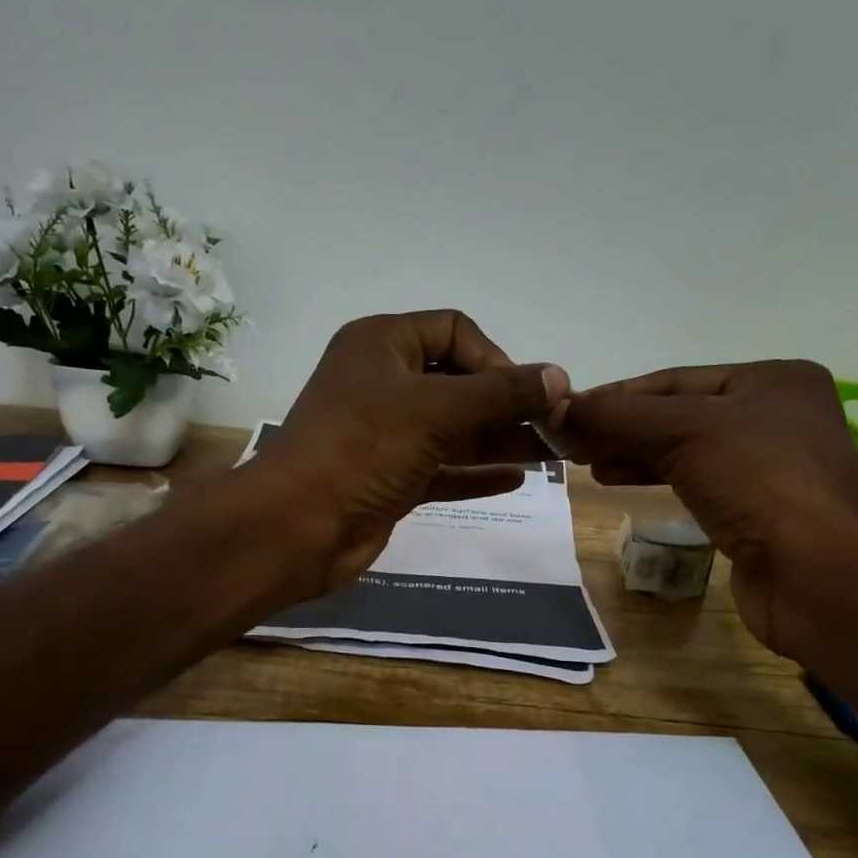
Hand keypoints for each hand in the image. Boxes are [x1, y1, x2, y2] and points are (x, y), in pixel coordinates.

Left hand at [259, 311, 569, 591]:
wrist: (298, 526)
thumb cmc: (364, 449)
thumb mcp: (437, 410)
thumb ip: (502, 394)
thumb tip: (559, 377)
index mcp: (382, 344)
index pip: (454, 331)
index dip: (495, 357)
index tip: (525, 394)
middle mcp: (383, 383)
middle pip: (458, 383)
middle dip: (506, 403)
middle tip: (554, 425)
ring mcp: (385, 435)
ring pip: (453, 430)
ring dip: (499, 439)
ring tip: (551, 452)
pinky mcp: (389, 479)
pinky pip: (441, 469)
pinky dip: (474, 472)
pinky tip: (516, 479)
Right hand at [559, 361, 857, 654]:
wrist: (821, 575)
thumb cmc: (760, 482)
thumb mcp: (686, 432)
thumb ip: (619, 416)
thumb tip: (556, 407)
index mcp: (772, 381)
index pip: (676, 380)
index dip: (617, 396)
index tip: (566, 411)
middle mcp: (774, 417)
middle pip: (678, 415)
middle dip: (622, 427)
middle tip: (569, 441)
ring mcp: (767, 469)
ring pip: (685, 451)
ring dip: (633, 454)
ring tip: (587, 462)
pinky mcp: (755, 513)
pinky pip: (695, 484)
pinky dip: (655, 480)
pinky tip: (620, 481)